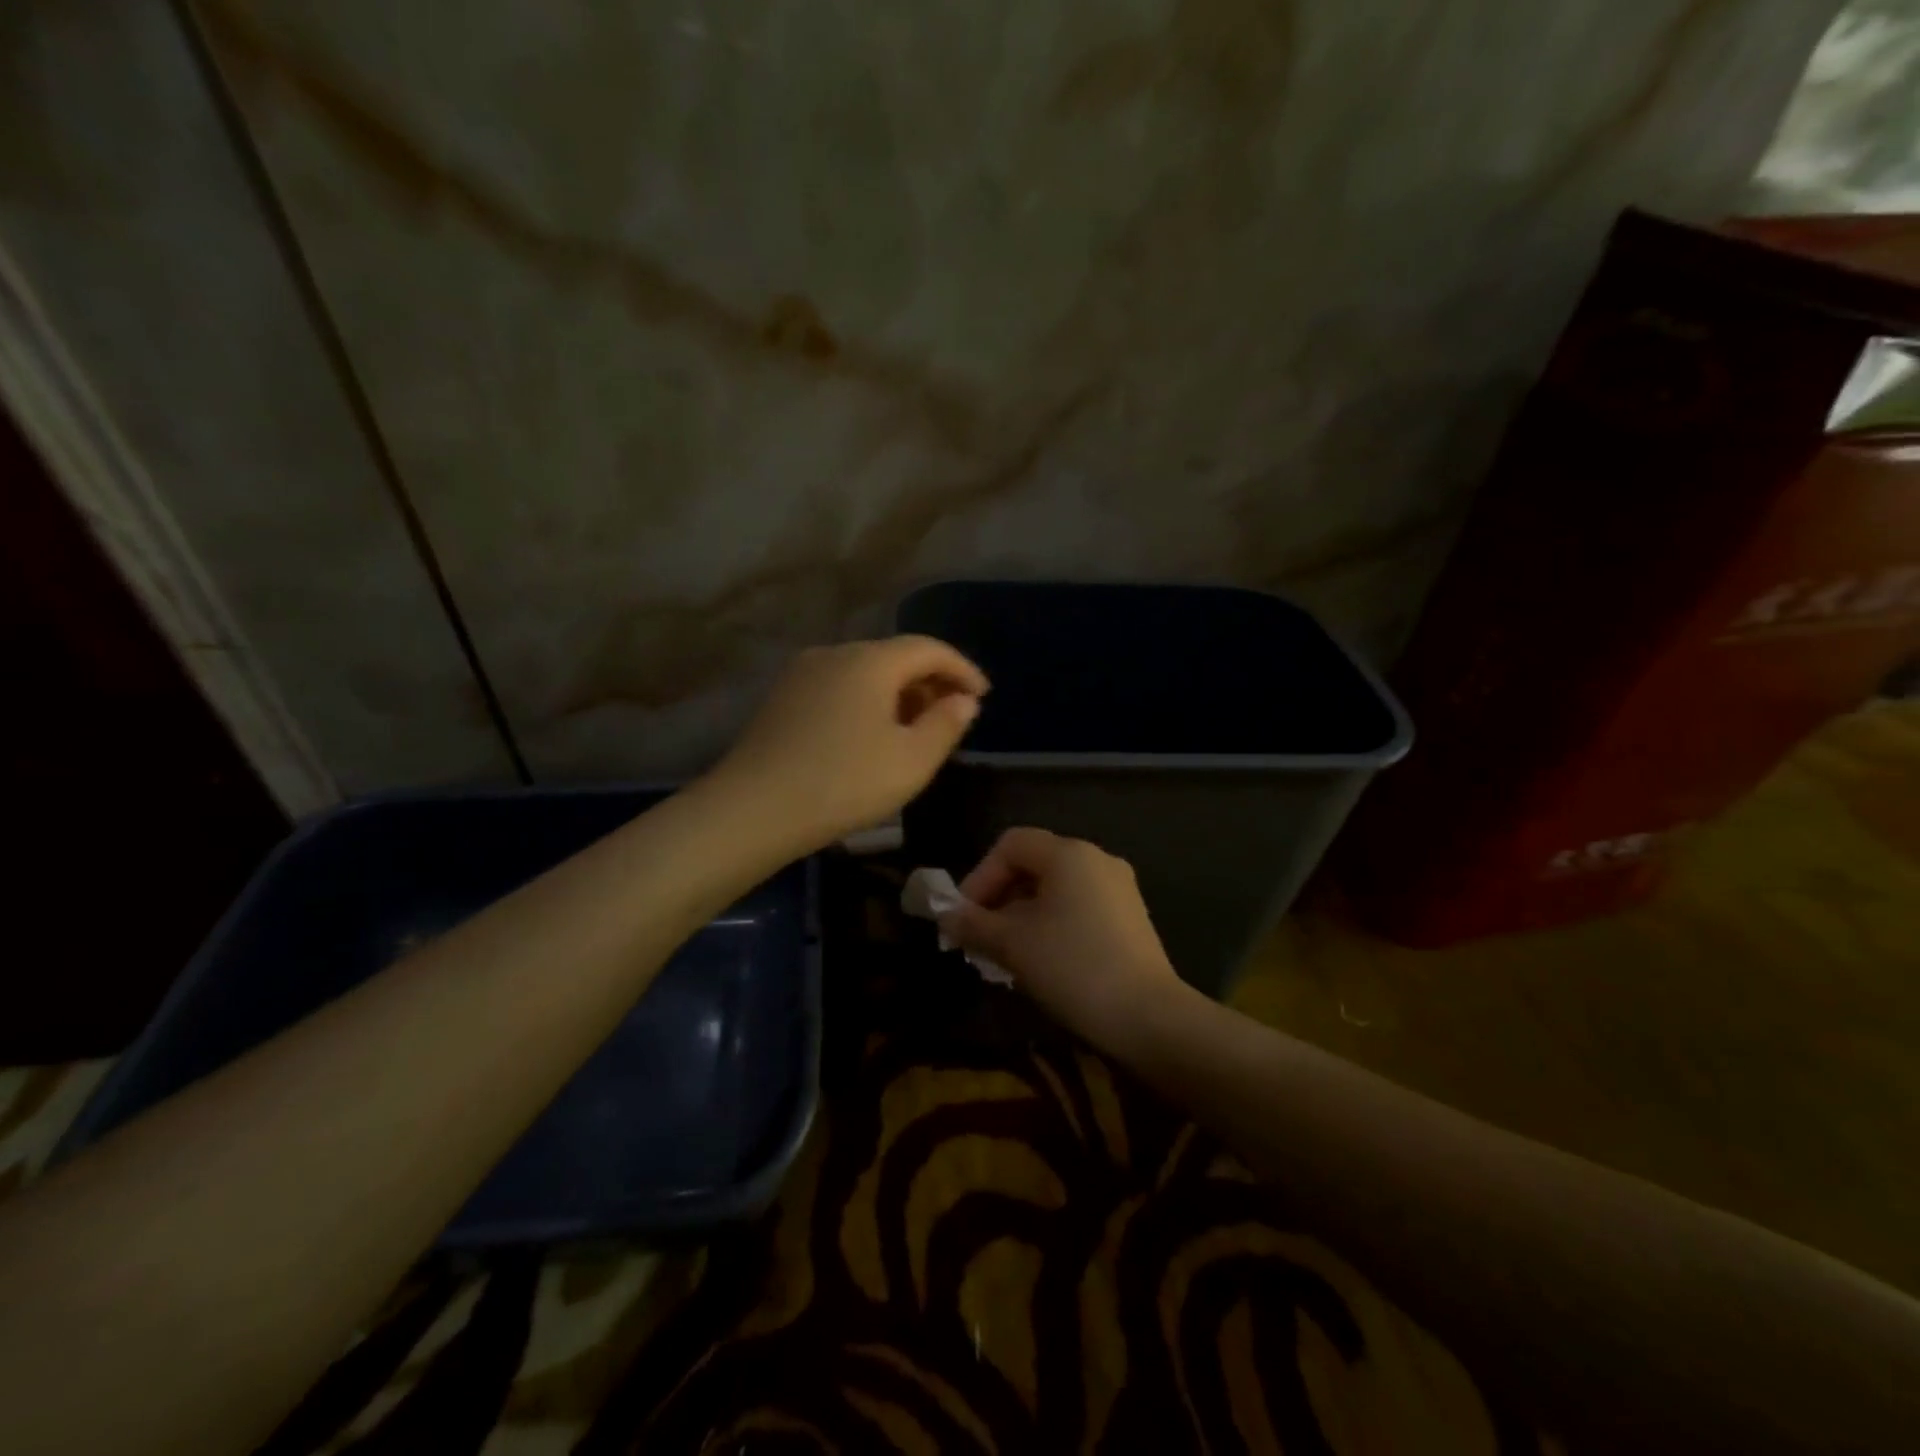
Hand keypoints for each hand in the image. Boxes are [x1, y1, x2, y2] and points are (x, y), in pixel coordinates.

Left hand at [710, 636, 987, 853]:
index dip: (962, 669)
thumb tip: (963, 701)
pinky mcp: (783, 697)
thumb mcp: (912, 760)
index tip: (983, 695)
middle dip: (930, 682)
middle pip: (895, 656)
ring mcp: (803, 673)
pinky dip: (867, 702)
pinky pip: (839, 687)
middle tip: (952, 716)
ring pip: (865, 672)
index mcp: (871, 661)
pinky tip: (871, 735)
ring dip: (898, 694)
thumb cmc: (844, 782)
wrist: (753, 808)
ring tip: (915, 729)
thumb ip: (946, 724)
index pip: (928, 648)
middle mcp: (835, 653)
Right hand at [939, 827, 1187, 1052]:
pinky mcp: (1130, 918)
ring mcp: (1118, 889)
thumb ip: (974, 924)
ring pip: (1055, 889)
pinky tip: (1039, 960)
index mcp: (1069, 854)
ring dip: (1022, 916)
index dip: (980, 876)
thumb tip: (946, 915)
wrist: (1148, 1017)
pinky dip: (1050, 924)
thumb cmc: (1073, 967)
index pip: (1011, 844)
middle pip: (1033, 865)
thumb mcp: (1013, 945)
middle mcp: (1097, 860)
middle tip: (979, 938)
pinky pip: (1078, 907)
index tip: (965, 916)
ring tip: (1004, 955)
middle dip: (999, 899)